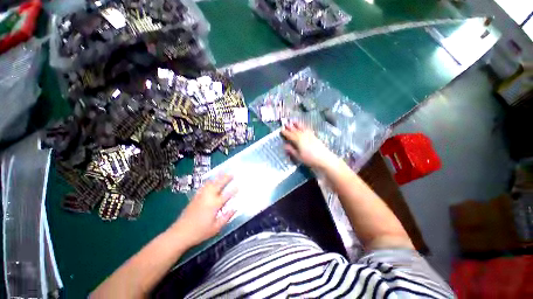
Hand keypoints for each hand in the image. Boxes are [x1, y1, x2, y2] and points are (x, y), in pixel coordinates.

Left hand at [170, 175, 235, 246]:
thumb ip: (226, 217)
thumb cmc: (200, 232)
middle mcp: (208, 197)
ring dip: (217, 177)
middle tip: (231, 173)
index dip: (233, 189)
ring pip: (210, 183)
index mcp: (215, 205)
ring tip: (222, 173)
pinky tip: (211, 181)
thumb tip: (234, 209)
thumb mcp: (216, 228)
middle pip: (218, 184)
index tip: (238, 185)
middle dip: (225, 178)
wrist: (180, 233)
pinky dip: (209, 182)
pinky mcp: (195, 197)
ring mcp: (201, 196)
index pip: (227, 194)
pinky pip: (203, 186)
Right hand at [281, 122, 337, 169]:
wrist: (324, 158)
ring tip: (293, 121)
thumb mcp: (298, 156)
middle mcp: (303, 135)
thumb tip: (285, 145)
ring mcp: (309, 135)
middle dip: (290, 127)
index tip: (281, 129)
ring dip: (297, 124)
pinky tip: (303, 126)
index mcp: (298, 140)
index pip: (290, 135)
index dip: (285, 132)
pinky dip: (304, 126)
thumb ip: (291, 150)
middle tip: (285, 123)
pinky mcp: (314, 136)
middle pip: (295, 130)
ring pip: (301, 128)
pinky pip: (307, 129)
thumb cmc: (309, 159)